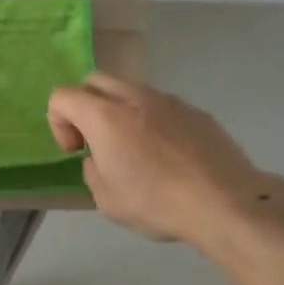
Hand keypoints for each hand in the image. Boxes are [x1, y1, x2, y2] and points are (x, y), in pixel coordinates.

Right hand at [47, 74, 275, 247]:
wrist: (226, 203)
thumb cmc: (157, 202)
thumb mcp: (106, 199)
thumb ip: (92, 170)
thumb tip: (99, 157)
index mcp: (103, 115)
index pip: (62, 96)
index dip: (58, 122)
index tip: (75, 151)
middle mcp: (133, 96)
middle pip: (94, 81)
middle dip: (85, 105)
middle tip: (96, 140)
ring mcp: (168, 100)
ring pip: (130, 90)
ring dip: (121, 111)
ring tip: (136, 149)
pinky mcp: (196, 111)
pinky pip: (162, 106)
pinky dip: (153, 121)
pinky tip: (170, 156)